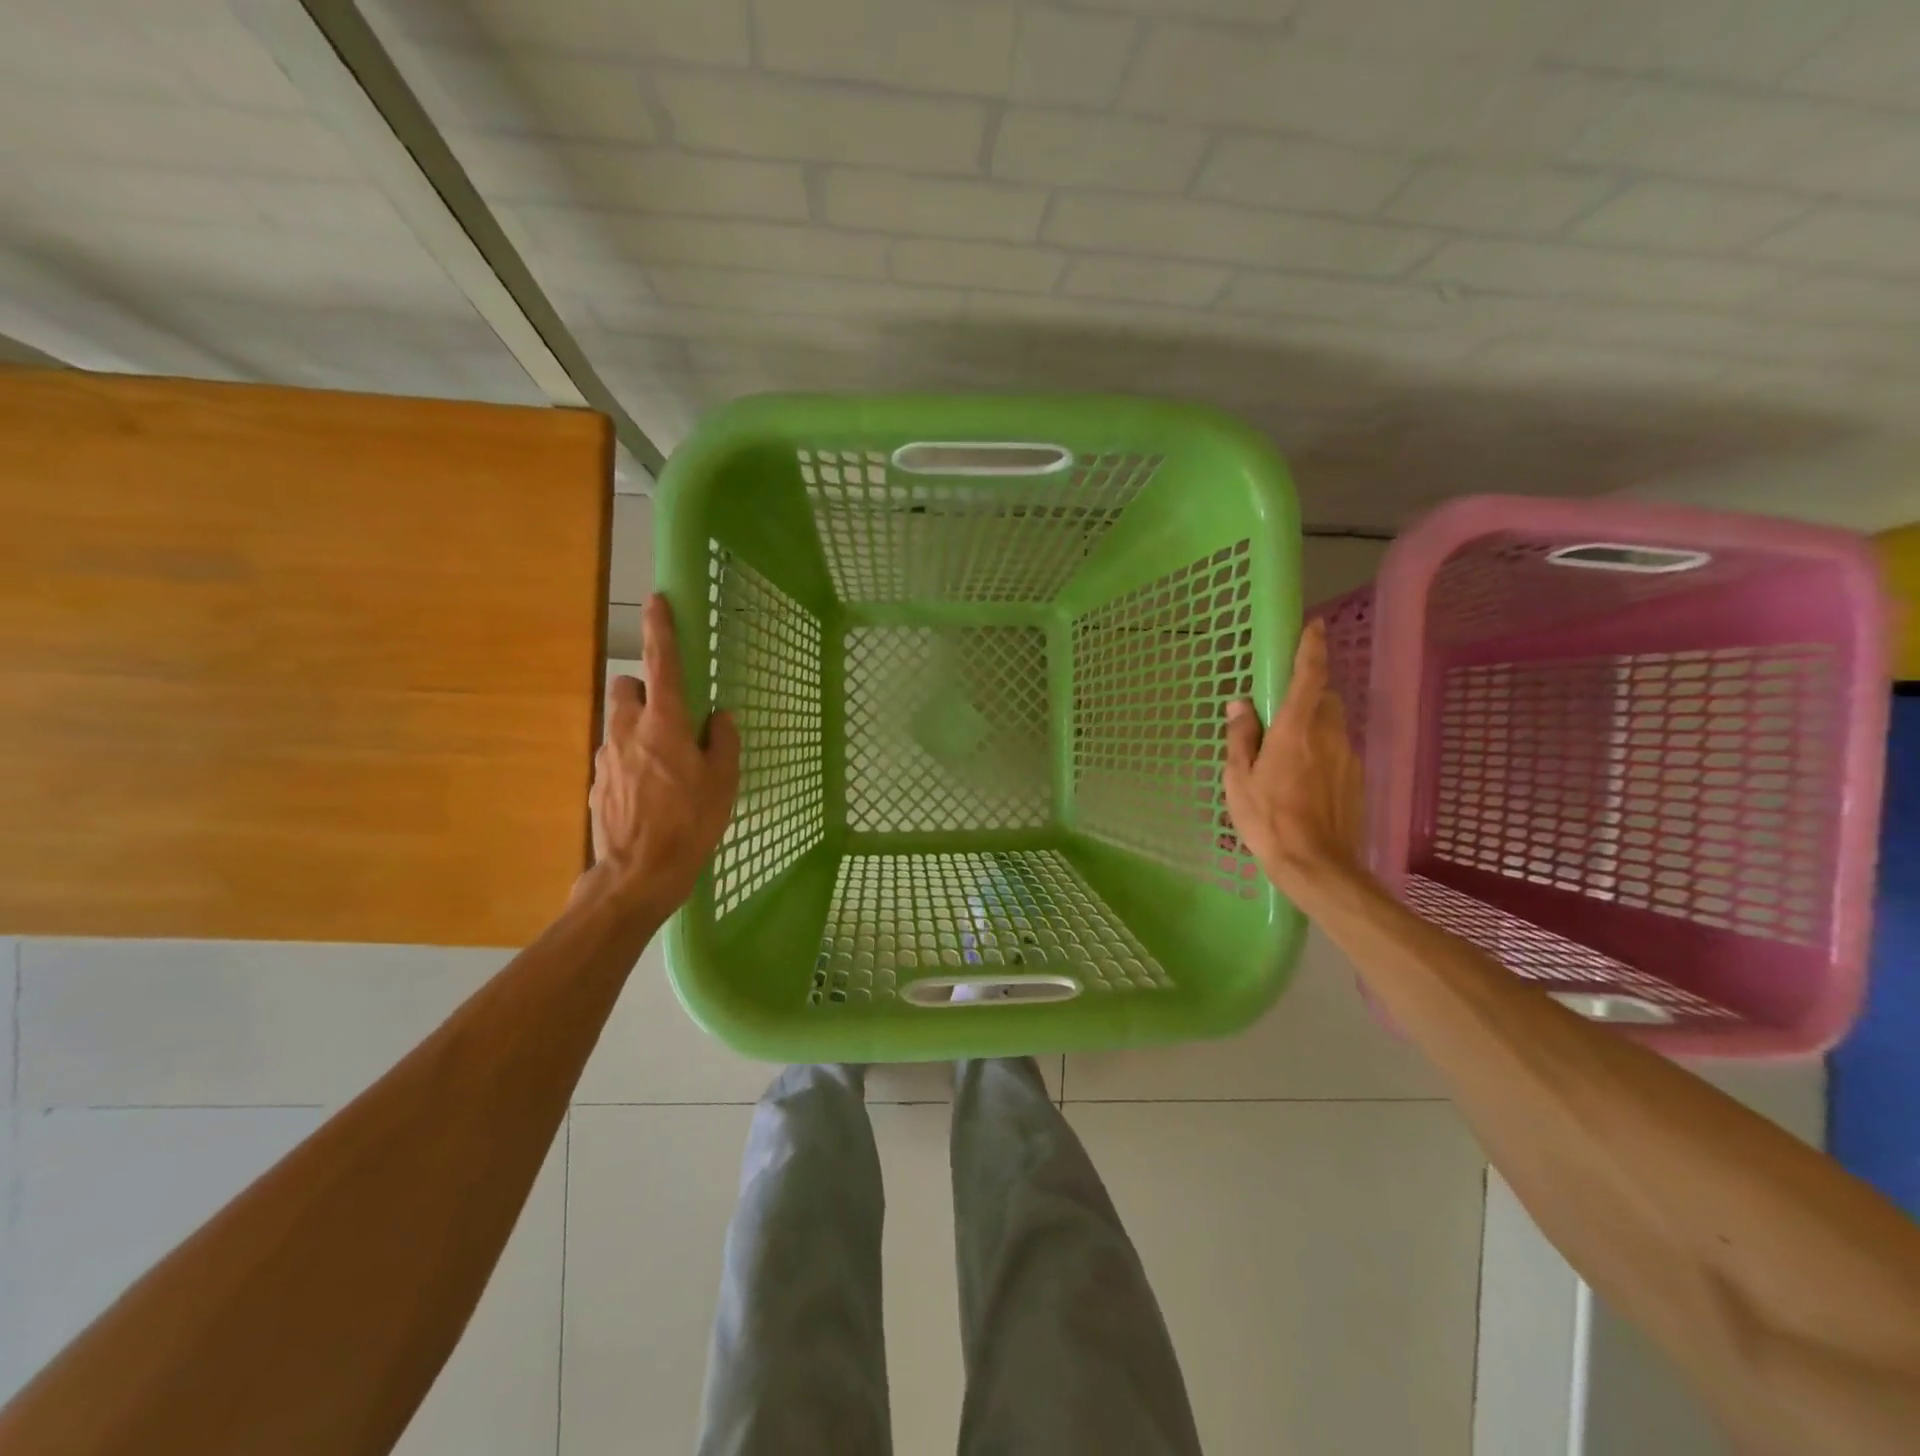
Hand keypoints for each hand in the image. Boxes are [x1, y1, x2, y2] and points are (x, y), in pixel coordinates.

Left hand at [580, 594, 739, 919]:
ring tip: (663, 766)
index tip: (658, 599)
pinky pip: (614, 755)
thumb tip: (720, 718)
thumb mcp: (723, 783)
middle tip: (669, 717)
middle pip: (625, 687)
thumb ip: (723, 742)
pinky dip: (630, 760)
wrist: (638, 873)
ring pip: (618, 722)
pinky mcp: (596, 782)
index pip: (662, 663)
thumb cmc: (690, 823)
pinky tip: (649, 793)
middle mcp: (628, 730)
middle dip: (643, 690)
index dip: (661, 628)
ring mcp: (606, 756)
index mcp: (666, 724)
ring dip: (637, 728)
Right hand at [1223, 619, 1366, 901]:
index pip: (1310, 677)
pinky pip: (1339, 750)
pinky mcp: (1357, 779)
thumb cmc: (1268, 819)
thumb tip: (1240, 704)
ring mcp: (1348, 757)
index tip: (1314, 626)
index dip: (1312, 648)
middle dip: (1309, 695)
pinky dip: (1323, 751)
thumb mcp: (1239, 779)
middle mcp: (1329, 735)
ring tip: (1289, 753)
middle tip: (1281, 714)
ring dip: (1315, 725)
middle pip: (1326, 698)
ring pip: (1334, 725)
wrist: (1317, 865)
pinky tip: (1304, 779)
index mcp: (1297, 729)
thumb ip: (1242, 737)